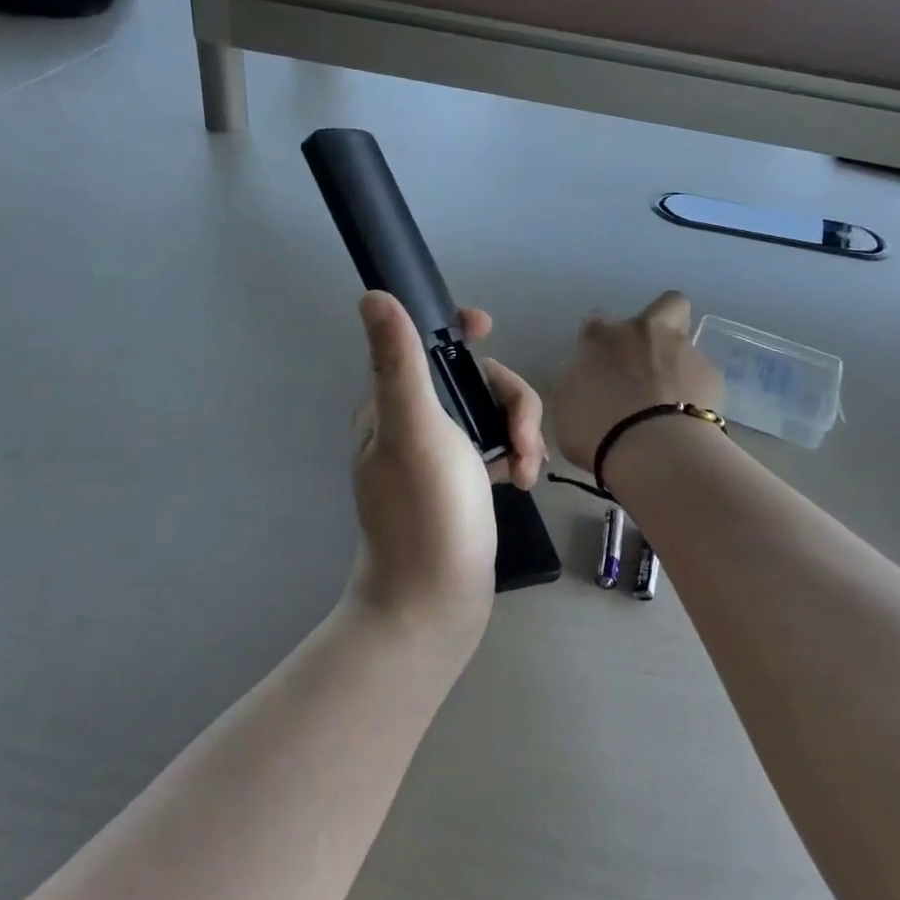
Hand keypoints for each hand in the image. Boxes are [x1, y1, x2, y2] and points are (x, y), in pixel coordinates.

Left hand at [347, 292, 544, 642]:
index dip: (456, 329)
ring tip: (527, 472)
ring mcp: (440, 456)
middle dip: (510, 402)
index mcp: (392, 405)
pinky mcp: (463, 484)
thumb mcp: (415, 430)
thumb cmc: (427, 513)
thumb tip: (372, 295)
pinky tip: (523, 482)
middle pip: (473, 381)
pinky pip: (497, 447)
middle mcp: (413, 424)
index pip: (423, 344)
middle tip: (523, 445)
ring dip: (519, 432)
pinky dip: (515, 456)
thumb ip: (399, 362)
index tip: (488, 330)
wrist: (433, 605)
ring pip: (491, 413)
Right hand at [548, 291, 723, 470]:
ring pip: (685, 343)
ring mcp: (682, 350)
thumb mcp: (562, 408)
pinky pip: (703, 377)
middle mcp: (644, 332)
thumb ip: (575, 385)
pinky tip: (688, 417)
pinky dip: (696, 392)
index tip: (598, 364)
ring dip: (677, 364)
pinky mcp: (711, 375)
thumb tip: (585, 382)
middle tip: (648, 357)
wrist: (652, 449)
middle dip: (660, 321)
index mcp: (602, 338)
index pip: (597, 322)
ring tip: (670, 401)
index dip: (598, 341)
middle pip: (665, 304)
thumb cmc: (596, 429)